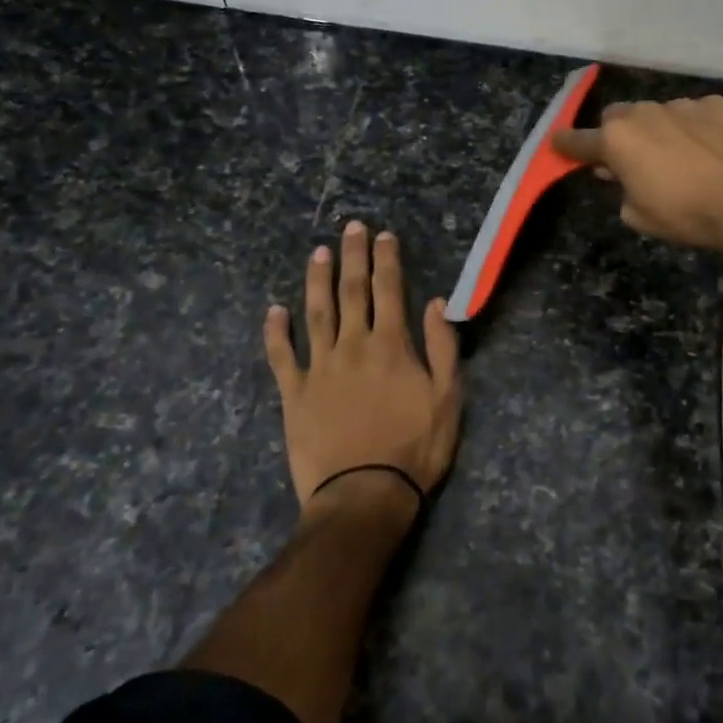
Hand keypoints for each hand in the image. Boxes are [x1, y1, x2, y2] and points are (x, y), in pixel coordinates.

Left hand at [263, 221, 462, 523]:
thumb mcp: (448, 399)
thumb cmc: (414, 449)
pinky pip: (281, 356)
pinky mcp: (294, 393)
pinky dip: (276, 332)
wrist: (364, 495)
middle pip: (352, 292)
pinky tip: (274, 310)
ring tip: (318, 253)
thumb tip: (436, 302)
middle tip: (350, 227)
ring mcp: (319, 368)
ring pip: (316, 313)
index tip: (384, 235)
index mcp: (391, 346)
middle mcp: (353, 346)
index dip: (387, 260)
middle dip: (353, 257)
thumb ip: (443, 347)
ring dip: (317, 280)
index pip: (390, 291)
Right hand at [551, 96, 722, 258]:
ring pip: (659, 113)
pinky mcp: (718, 104)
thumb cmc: (688, 215)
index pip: (579, 141)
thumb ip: (623, 190)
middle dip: (619, 134)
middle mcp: (644, 113)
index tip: (558, 144)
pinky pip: (696, 114)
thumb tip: (623, 175)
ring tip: (684, 157)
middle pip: (618, 118)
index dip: (567, 145)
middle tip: (632, 158)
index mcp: (617, 141)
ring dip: (661, 131)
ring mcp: (683, 104)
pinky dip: (697, 128)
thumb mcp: (641, 217)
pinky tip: (715, 149)